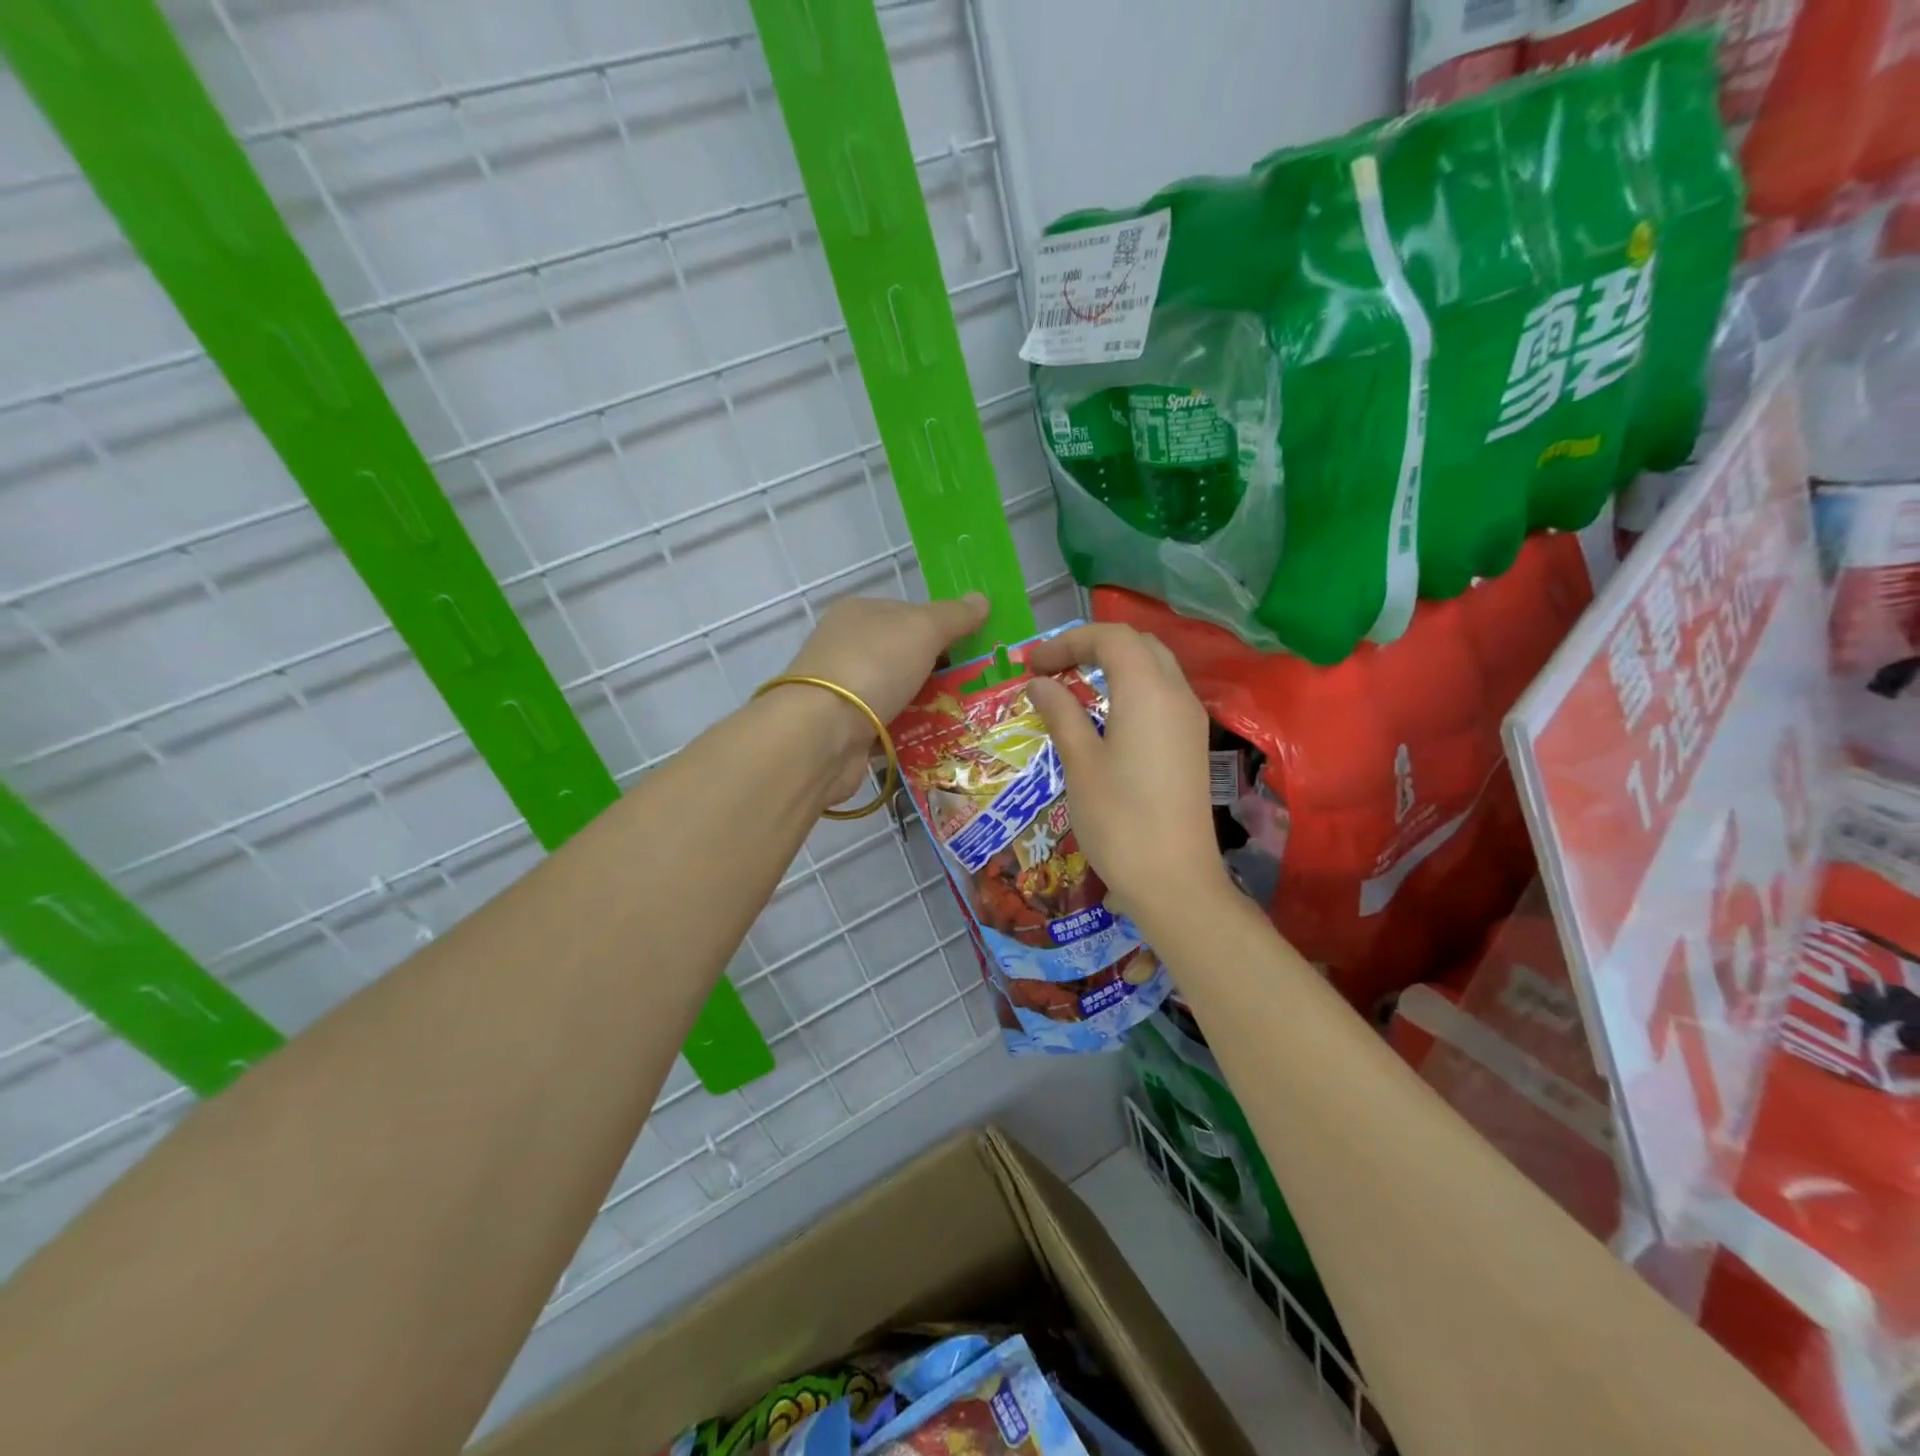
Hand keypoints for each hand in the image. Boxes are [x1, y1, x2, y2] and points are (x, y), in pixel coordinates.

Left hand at [778, 592, 990, 807]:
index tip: (973, 650)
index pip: (909, 614)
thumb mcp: (922, 629)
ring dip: (927, 706)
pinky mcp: (845, 729)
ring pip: (898, 693)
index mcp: (859, 613)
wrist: (822, 733)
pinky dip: (909, 733)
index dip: (943, 628)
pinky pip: (888, 727)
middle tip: (975, 688)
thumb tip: (982, 599)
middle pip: (905, 655)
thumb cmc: (873, 666)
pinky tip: (936, 741)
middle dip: (939, 672)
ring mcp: (843, 690)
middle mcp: (846, 647)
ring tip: (966, 718)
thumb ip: (954, 615)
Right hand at [1024, 624, 1230, 922]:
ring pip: (1154, 667)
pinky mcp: (1192, 744)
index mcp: (1148, 691)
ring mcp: (1190, 719)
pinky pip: (1162, 694)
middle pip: (1138, 644)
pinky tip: (1105, 716)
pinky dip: (1131, 688)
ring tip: (1074, 687)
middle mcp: (1176, 694)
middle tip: (1053, 668)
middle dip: (1093, 646)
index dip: (1068, 641)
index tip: (1032, 664)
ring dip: (1114, 666)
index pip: (1110, 637)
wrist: (1174, 881)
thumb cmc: (1119, 820)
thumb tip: (1039, 684)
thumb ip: (1061, 714)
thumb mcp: (1080, 763)